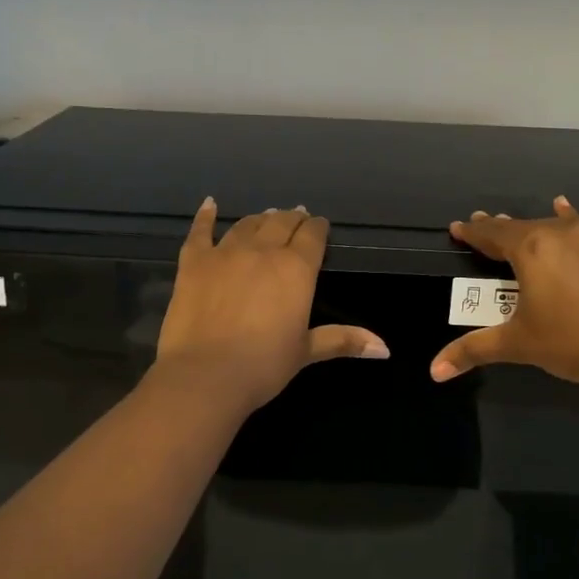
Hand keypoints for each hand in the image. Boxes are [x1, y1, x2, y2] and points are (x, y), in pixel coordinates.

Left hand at [156, 199, 387, 415]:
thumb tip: (385, 348)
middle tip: (297, 218)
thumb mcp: (306, 352)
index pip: (313, 236)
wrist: (205, 375)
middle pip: (281, 223)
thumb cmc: (263, 366)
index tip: (320, 226)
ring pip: (247, 225)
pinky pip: (201, 231)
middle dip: (292, 219)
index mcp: (296, 269)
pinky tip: (210, 204)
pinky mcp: (193, 262)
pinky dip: (206, 216)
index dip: (318, 228)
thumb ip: (343, 340)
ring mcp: (225, 253)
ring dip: (260, 219)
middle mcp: (263, 250)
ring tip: (267, 216)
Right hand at [430, 196, 578, 398]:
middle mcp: (563, 233)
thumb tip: (434, 371)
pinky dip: (573, 226)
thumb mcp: (518, 345)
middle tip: (483, 225)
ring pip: (558, 225)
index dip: (472, 232)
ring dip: (539, 225)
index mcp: (532, 249)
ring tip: (529, 221)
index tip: (458, 227)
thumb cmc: (573, 343)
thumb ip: (473, 350)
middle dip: (501, 228)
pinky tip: (573, 219)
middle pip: (523, 226)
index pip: (492, 234)